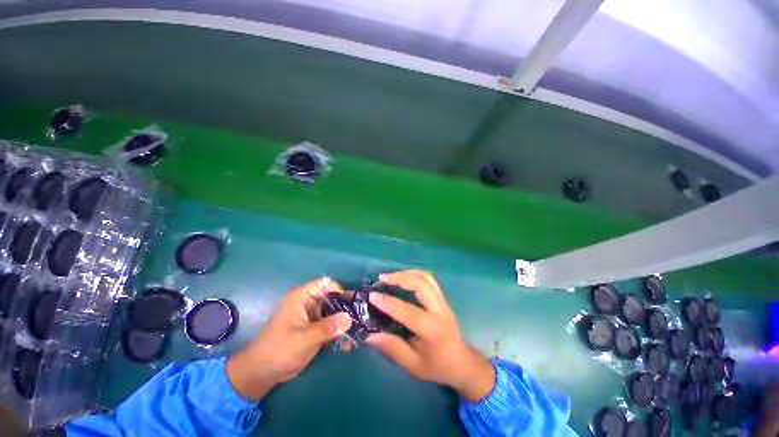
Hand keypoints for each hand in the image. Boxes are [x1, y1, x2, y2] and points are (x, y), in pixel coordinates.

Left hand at [226, 278, 352, 399]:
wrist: (261, 373)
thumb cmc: (279, 350)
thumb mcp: (304, 339)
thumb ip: (327, 328)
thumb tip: (350, 318)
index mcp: (302, 297)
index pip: (326, 284)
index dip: (340, 290)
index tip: (352, 304)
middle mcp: (309, 303)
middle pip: (333, 297)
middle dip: (346, 307)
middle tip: (361, 318)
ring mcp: (312, 316)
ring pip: (334, 312)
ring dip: (345, 321)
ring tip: (358, 332)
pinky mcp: (315, 328)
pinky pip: (331, 324)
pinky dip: (339, 331)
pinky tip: (348, 343)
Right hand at [365, 270, 494, 401]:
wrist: (462, 362)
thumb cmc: (437, 366)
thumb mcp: (413, 365)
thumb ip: (392, 348)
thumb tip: (369, 336)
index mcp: (433, 330)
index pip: (409, 312)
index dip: (389, 303)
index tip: (372, 295)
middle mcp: (440, 311)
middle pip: (421, 284)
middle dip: (400, 278)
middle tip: (382, 279)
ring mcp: (443, 301)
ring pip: (426, 278)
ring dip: (407, 273)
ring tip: (391, 276)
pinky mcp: (442, 298)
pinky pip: (429, 279)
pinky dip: (415, 274)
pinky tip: (404, 276)